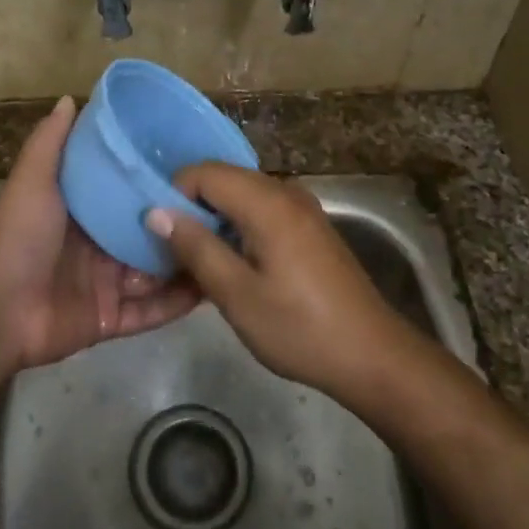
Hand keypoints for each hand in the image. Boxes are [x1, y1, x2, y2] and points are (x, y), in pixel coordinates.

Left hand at [0, 97, 198, 370]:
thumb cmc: (19, 237)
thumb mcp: (33, 180)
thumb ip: (51, 142)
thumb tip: (69, 98)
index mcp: (82, 211)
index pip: (126, 191)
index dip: (155, 178)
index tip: (194, 164)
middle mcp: (97, 244)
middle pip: (148, 231)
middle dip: (181, 223)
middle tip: (225, 209)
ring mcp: (106, 283)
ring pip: (156, 271)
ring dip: (187, 261)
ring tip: (231, 247)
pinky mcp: (111, 319)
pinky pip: (151, 311)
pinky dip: (178, 303)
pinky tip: (213, 289)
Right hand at [144, 164, 419, 401]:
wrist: (373, 356)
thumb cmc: (299, 328)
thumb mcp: (237, 295)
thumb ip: (196, 247)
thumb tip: (156, 212)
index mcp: (267, 202)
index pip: (204, 172)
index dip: (174, 195)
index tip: (160, 235)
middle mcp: (285, 192)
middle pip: (224, 180)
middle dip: (193, 208)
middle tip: (173, 251)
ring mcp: (302, 208)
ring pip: (242, 196)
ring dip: (216, 221)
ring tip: (199, 263)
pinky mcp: (310, 227)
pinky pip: (262, 211)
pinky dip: (240, 228)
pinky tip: (234, 267)